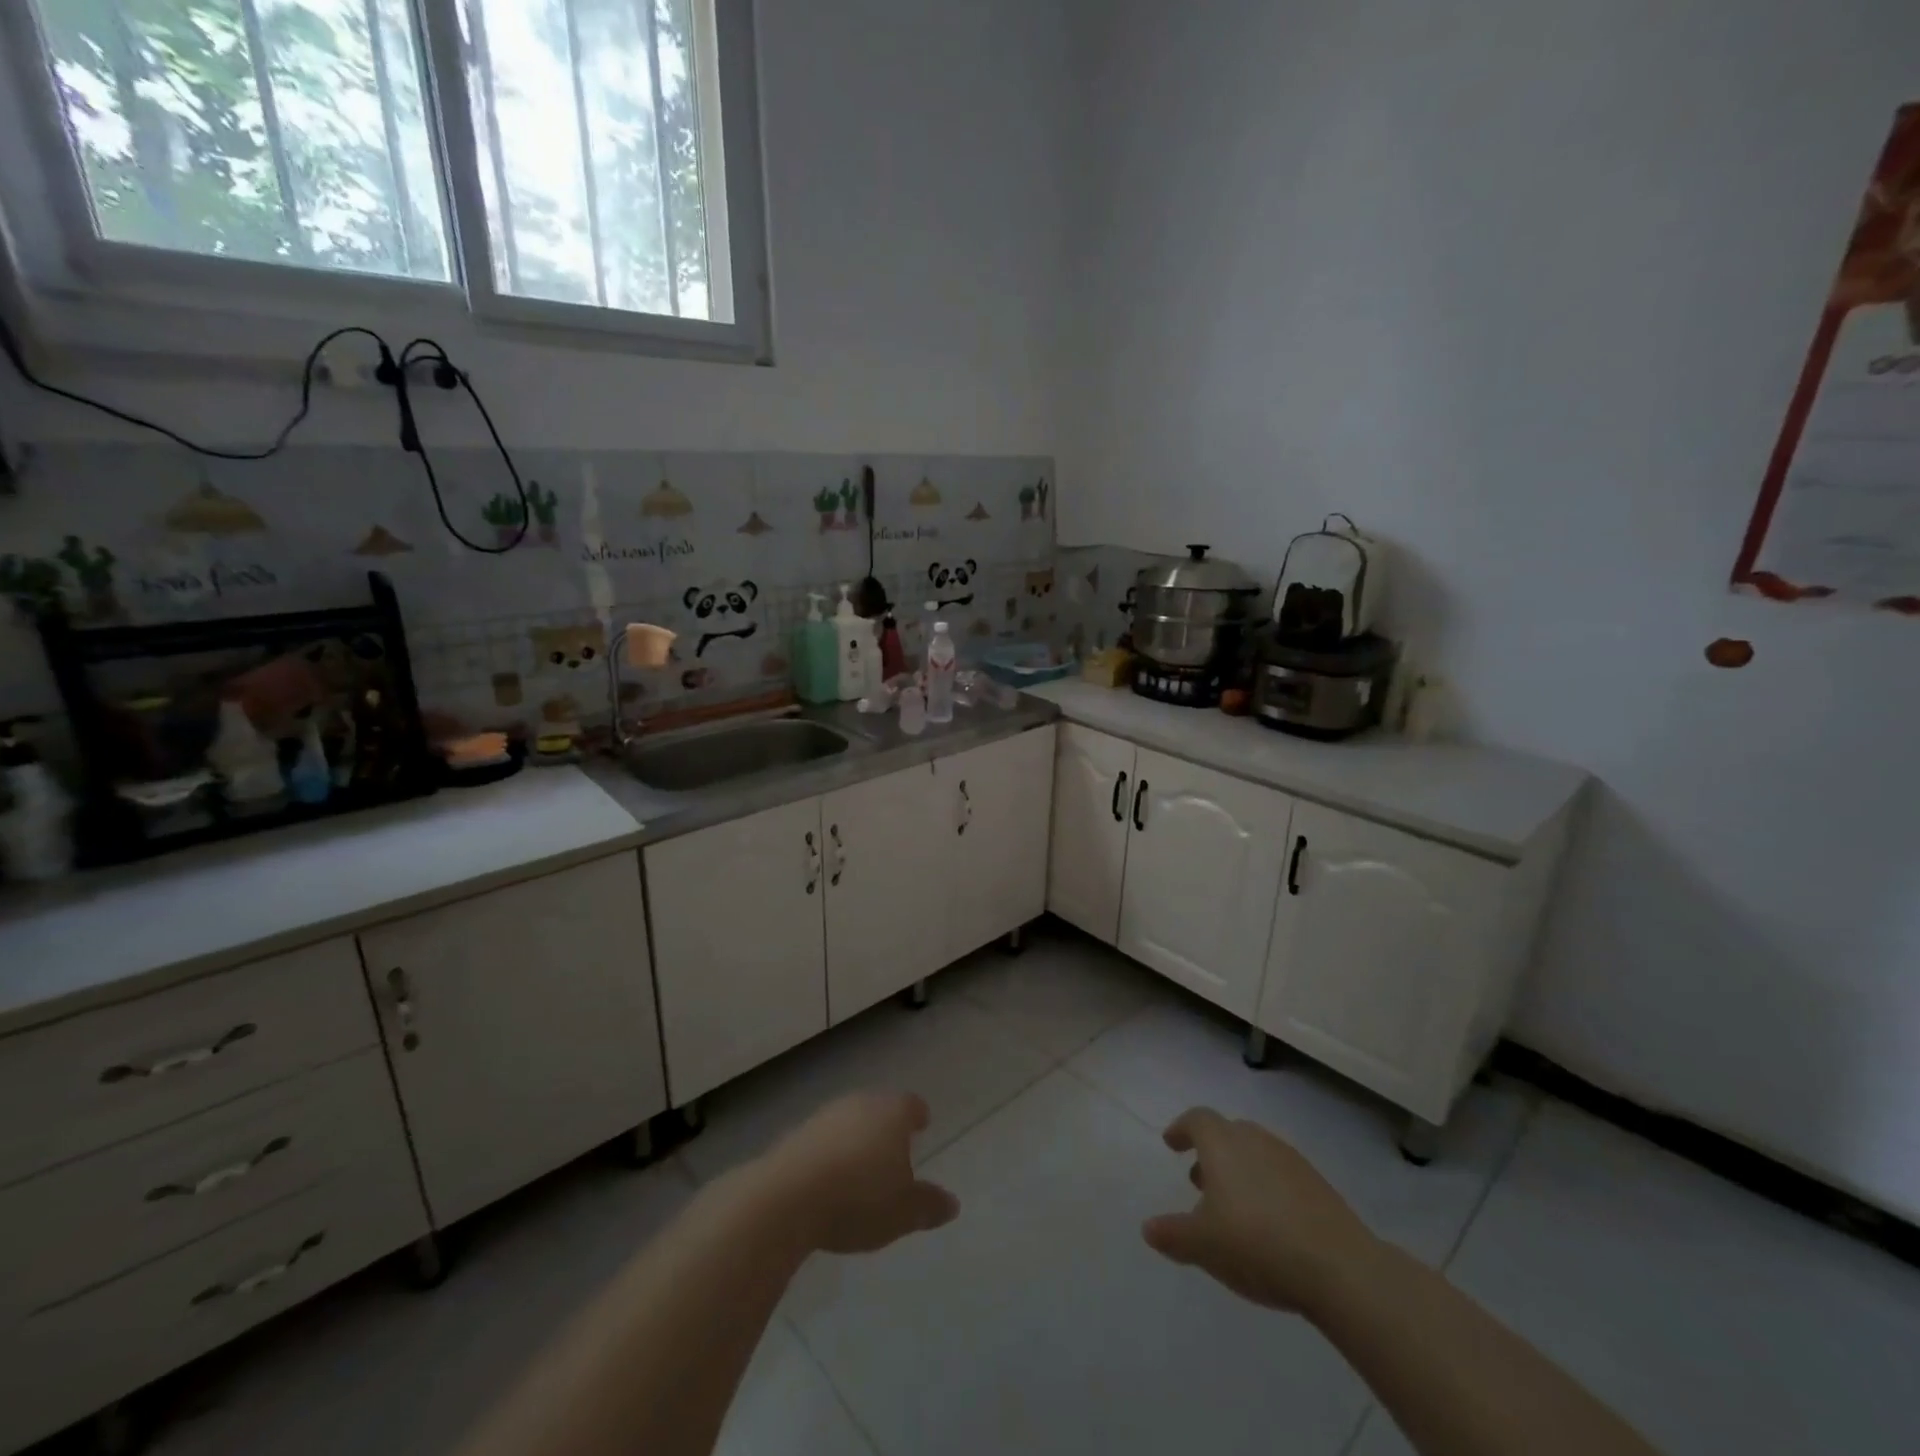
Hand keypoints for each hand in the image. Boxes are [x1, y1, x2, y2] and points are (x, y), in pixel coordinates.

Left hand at [756, 1092, 959, 1254]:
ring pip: (849, 1121)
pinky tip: (829, 1178)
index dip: (917, 1115)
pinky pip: (823, 1140)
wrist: (787, 1197)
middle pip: (879, 1108)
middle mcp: (860, 1103)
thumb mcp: (903, 1212)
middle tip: (894, 1149)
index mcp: (892, 1113)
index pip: (911, 1105)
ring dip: (856, 1139)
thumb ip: (929, 1205)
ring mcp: (825, 1115)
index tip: (922, 1124)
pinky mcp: (795, 1134)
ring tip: (860, 1167)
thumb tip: (952, 1203)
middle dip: (886, 1127)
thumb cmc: (859, 1198)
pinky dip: (830, 1153)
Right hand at [1142, 1106, 1377, 1314]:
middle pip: (1228, 1132)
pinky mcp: (1319, 1185)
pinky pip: (1281, 1174)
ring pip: (1256, 1153)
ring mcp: (1291, 1160)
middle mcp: (1255, 1140)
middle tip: (1199, 1181)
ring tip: (1233, 1207)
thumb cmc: (1256, 1244)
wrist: (1339, 1267)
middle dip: (1211, 1152)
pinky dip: (1266, 1188)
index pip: (1197, 1119)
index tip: (1171, 1143)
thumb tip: (1148, 1228)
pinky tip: (1268, 1223)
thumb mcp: (1203, 1245)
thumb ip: (1172, 1234)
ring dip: (1239, 1171)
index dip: (1181, 1129)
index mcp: (1222, 1144)